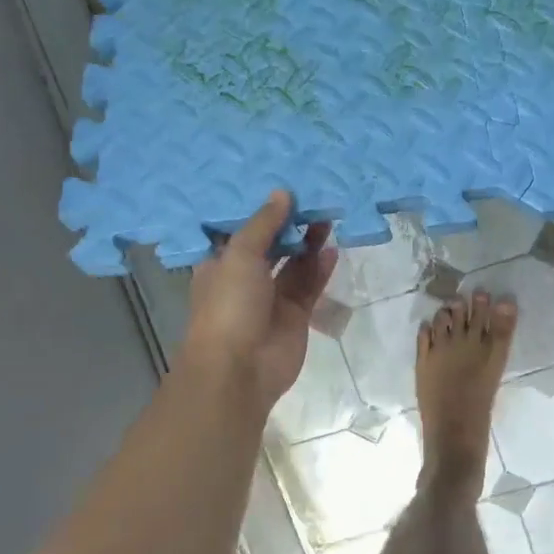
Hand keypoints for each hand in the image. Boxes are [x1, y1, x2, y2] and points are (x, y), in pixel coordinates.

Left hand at [180, 191, 336, 409]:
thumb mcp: (240, 255)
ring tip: (328, 216)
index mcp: (220, 263)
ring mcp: (271, 298)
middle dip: (289, 224)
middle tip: (312, 197)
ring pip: (293, 264)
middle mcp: (245, 278)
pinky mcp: (295, 315)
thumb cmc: (228, 305)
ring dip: (308, 242)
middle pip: (271, 244)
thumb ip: (264, 224)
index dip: (258, 209)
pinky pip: (310, 285)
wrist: (240, 369)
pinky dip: (320, 268)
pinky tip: (332, 249)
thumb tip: (282, 193)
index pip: (239, 230)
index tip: (278, 184)